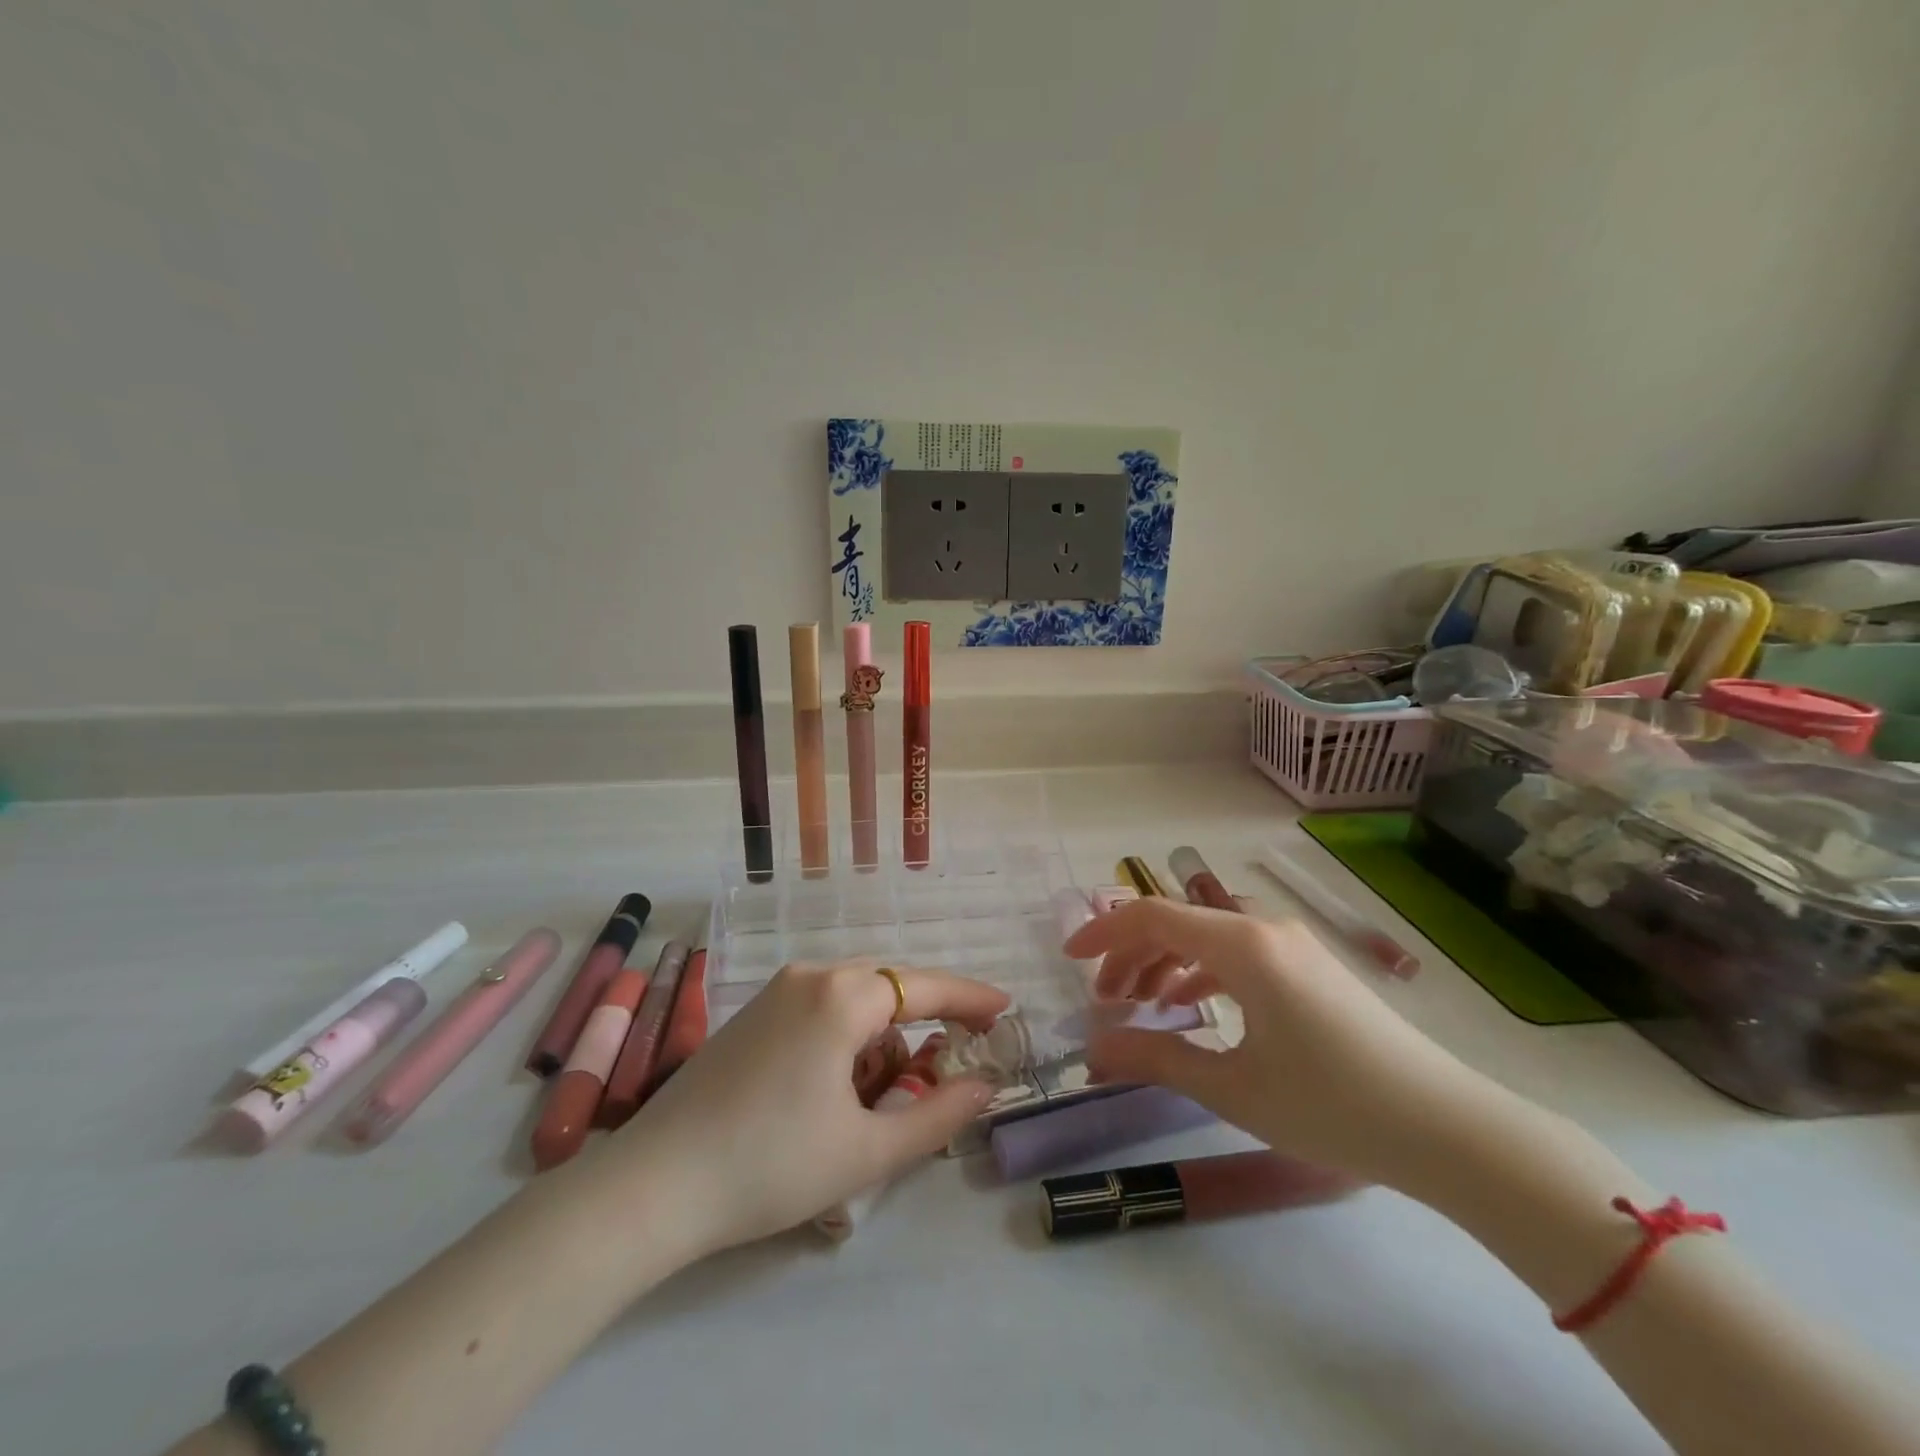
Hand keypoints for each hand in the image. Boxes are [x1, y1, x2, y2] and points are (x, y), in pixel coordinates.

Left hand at [616, 961, 1008, 1252]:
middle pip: (889, 987)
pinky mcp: (752, 1013)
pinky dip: (846, 1036)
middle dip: (925, 1021)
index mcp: (842, 996)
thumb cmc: (771, 1165)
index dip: (970, 996)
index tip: (1005, 1008)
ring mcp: (775, 991)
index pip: (925, 985)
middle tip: (953, 1059)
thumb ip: (937, 1114)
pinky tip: (837, 1085)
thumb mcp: (867, 1150)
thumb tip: (984, 1086)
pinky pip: (820, 1008)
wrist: (654, 1185)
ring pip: (853, 999)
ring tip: (883, 1094)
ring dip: (882, 1036)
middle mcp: (810, 975)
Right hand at [1068, 898, 1511, 1190]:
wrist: (1448, 1129)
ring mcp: (1292, 945)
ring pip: (1207, 936)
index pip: (1153, 916)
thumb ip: (1157, 1058)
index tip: (1069, 959)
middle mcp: (1265, 929)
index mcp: (1243, 946)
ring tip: (1140, 1005)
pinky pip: (1238, 953)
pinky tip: (1192, 1007)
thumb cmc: (1332, 1105)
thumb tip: (1094, 1048)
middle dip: (1131, 954)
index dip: (1104, 932)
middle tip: (1104, 999)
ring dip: (1165, 963)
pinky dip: (1202, 971)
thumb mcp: (1232, 1087)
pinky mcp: (1310, 967)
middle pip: (1178, 922)